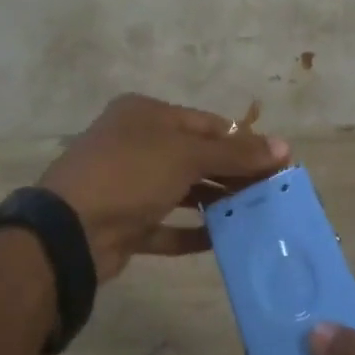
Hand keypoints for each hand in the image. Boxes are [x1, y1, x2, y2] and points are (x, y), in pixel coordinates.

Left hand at [39, 94, 289, 283]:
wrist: (70, 229)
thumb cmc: (131, 174)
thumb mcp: (187, 156)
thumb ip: (235, 153)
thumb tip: (284, 147)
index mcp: (145, 115)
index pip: (206, 124)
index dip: (243, 141)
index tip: (277, 162)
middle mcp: (135, 144)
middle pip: (196, 157)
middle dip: (233, 174)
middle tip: (272, 192)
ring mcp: (128, 185)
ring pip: (182, 191)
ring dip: (216, 202)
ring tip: (255, 215)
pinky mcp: (125, 223)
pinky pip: (166, 225)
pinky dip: (192, 232)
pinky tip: (222, 239)